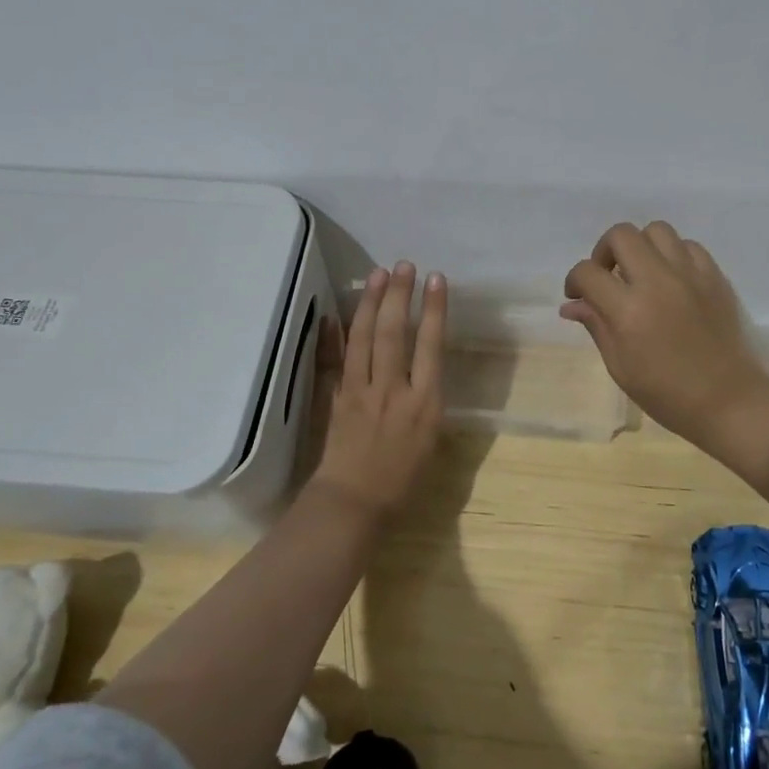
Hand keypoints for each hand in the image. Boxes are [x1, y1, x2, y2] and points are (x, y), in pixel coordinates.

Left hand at [310, 262, 446, 517]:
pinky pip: (334, 360)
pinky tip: (333, 314)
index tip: (436, 280)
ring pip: (366, 338)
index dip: (434, 309)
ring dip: (372, 303)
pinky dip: (332, 336)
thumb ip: (429, 401)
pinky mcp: (337, 397)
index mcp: (424, 402)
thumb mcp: (433, 441)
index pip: (431, 344)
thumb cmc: (404, 481)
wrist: (355, 503)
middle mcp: (393, 389)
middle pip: (395, 332)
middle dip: (400, 295)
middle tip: (404, 266)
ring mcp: (361, 390)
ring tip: (379, 275)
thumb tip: (425, 371)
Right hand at [561, 222, 768, 456]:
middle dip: (604, 251)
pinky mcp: (715, 277)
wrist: (728, 401)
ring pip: (656, 230)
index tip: (577, 297)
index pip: (588, 272)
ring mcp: (690, 275)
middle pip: (621, 235)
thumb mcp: (620, 366)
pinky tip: (671, 279)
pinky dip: (673, 255)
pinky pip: (688, 246)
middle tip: (607, 277)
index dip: (574, 281)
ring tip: (640, 273)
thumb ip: (596, 326)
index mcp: (629, 310)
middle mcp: (658, 281)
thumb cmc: (667, 393)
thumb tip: (571, 305)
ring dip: (640, 246)